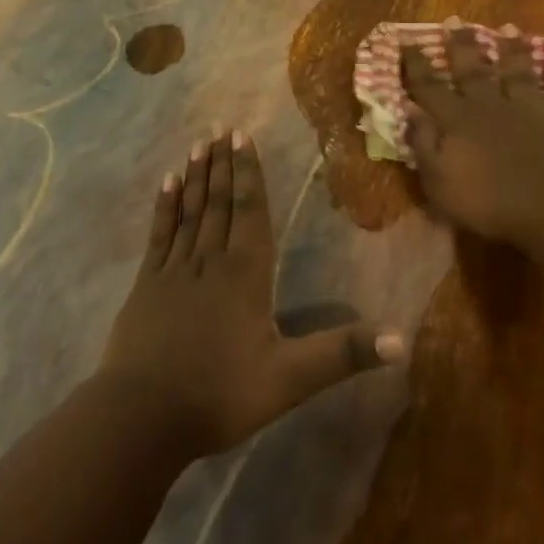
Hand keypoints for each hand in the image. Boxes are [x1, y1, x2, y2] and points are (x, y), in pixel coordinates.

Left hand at [96, 130, 404, 460]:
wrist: (142, 417)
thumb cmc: (220, 395)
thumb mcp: (290, 380)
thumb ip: (342, 354)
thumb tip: (402, 340)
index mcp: (245, 273)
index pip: (251, 210)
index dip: (249, 172)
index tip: (242, 136)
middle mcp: (210, 260)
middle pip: (220, 202)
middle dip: (224, 164)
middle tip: (221, 126)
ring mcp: (174, 269)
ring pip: (191, 210)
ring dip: (197, 175)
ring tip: (200, 143)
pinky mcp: (146, 284)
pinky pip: (160, 234)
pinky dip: (165, 206)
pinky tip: (167, 182)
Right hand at [400, 26, 543, 253]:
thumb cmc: (489, 204)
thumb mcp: (438, 182)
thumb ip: (423, 144)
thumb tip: (409, 110)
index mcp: (458, 121)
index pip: (430, 87)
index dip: (416, 64)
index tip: (406, 40)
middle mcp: (492, 107)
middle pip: (473, 70)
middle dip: (461, 45)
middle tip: (454, 20)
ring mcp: (532, 112)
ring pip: (520, 74)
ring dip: (513, 51)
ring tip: (509, 29)